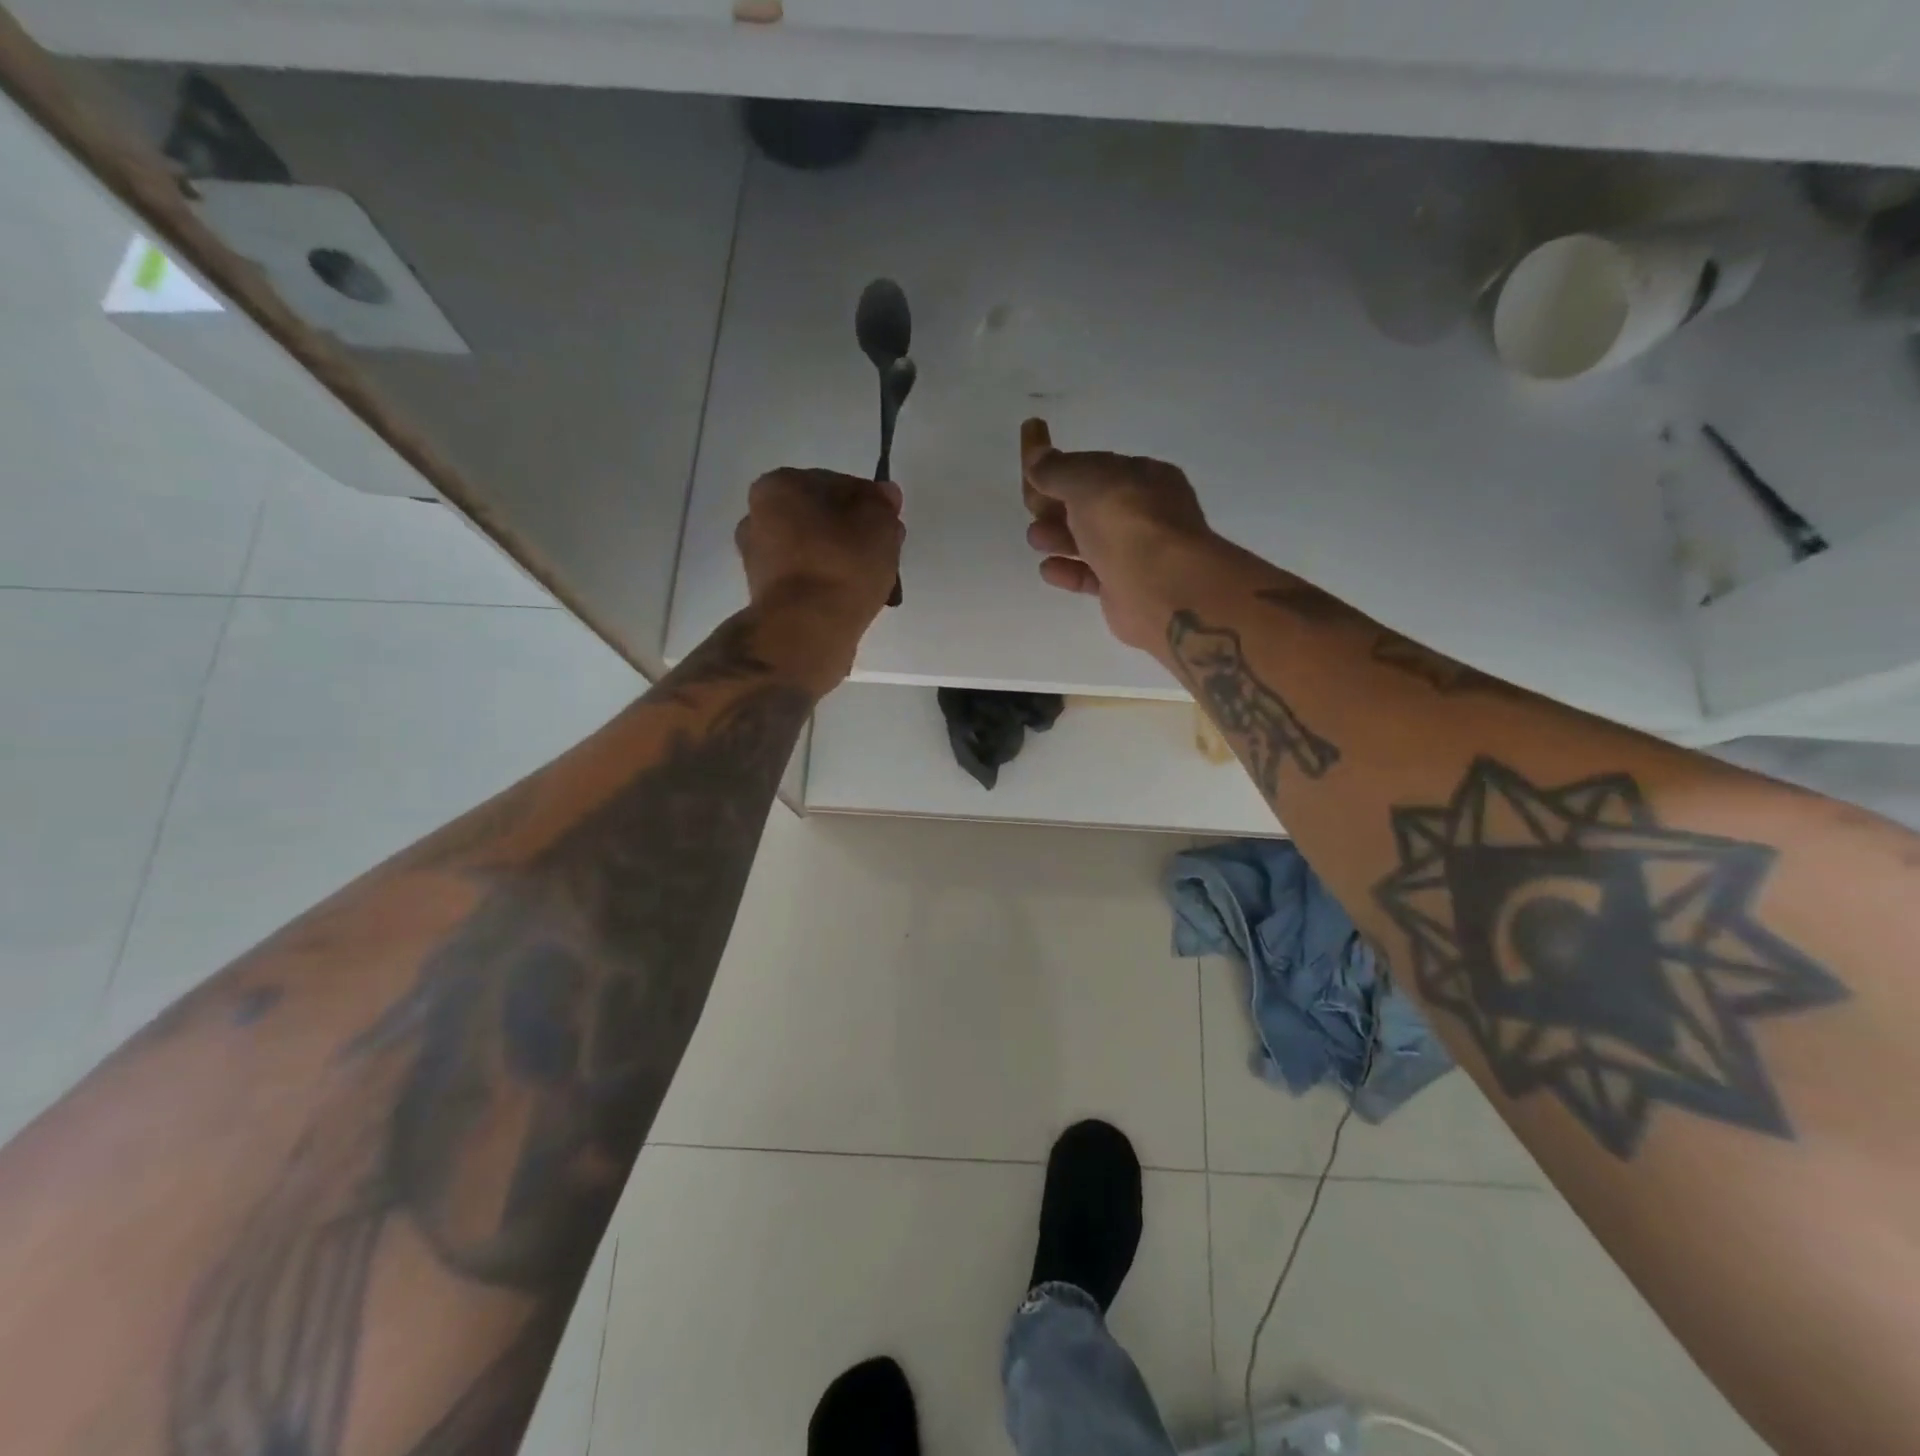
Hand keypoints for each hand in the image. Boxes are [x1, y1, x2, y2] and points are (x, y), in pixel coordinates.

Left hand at [735, 468, 904, 681]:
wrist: (805, 631)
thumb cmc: (841, 565)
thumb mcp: (879, 523)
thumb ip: (883, 504)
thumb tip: (884, 495)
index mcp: (778, 487)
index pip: (838, 484)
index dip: (871, 502)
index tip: (891, 524)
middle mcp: (758, 518)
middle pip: (823, 518)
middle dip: (856, 533)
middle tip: (886, 553)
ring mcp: (758, 560)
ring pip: (816, 551)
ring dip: (845, 561)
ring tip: (876, 582)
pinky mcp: (767, 596)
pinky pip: (808, 580)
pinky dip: (830, 585)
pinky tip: (854, 599)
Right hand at [1020, 418, 1218, 652]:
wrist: (1161, 587)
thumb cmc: (1127, 523)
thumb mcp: (1087, 481)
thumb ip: (1056, 468)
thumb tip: (1035, 454)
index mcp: (1143, 477)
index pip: (1093, 466)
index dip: (1058, 467)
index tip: (1027, 469)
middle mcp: (1143, 513)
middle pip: (1089, 505)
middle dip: (1055, 504)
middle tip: (1031, 508)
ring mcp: (1136, 553)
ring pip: (1089, 541)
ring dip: (1058, 536)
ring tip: (1036, 539)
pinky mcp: (1125, 590)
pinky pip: (1091, 576)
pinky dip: (1069, 571)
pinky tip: (1048, 569)